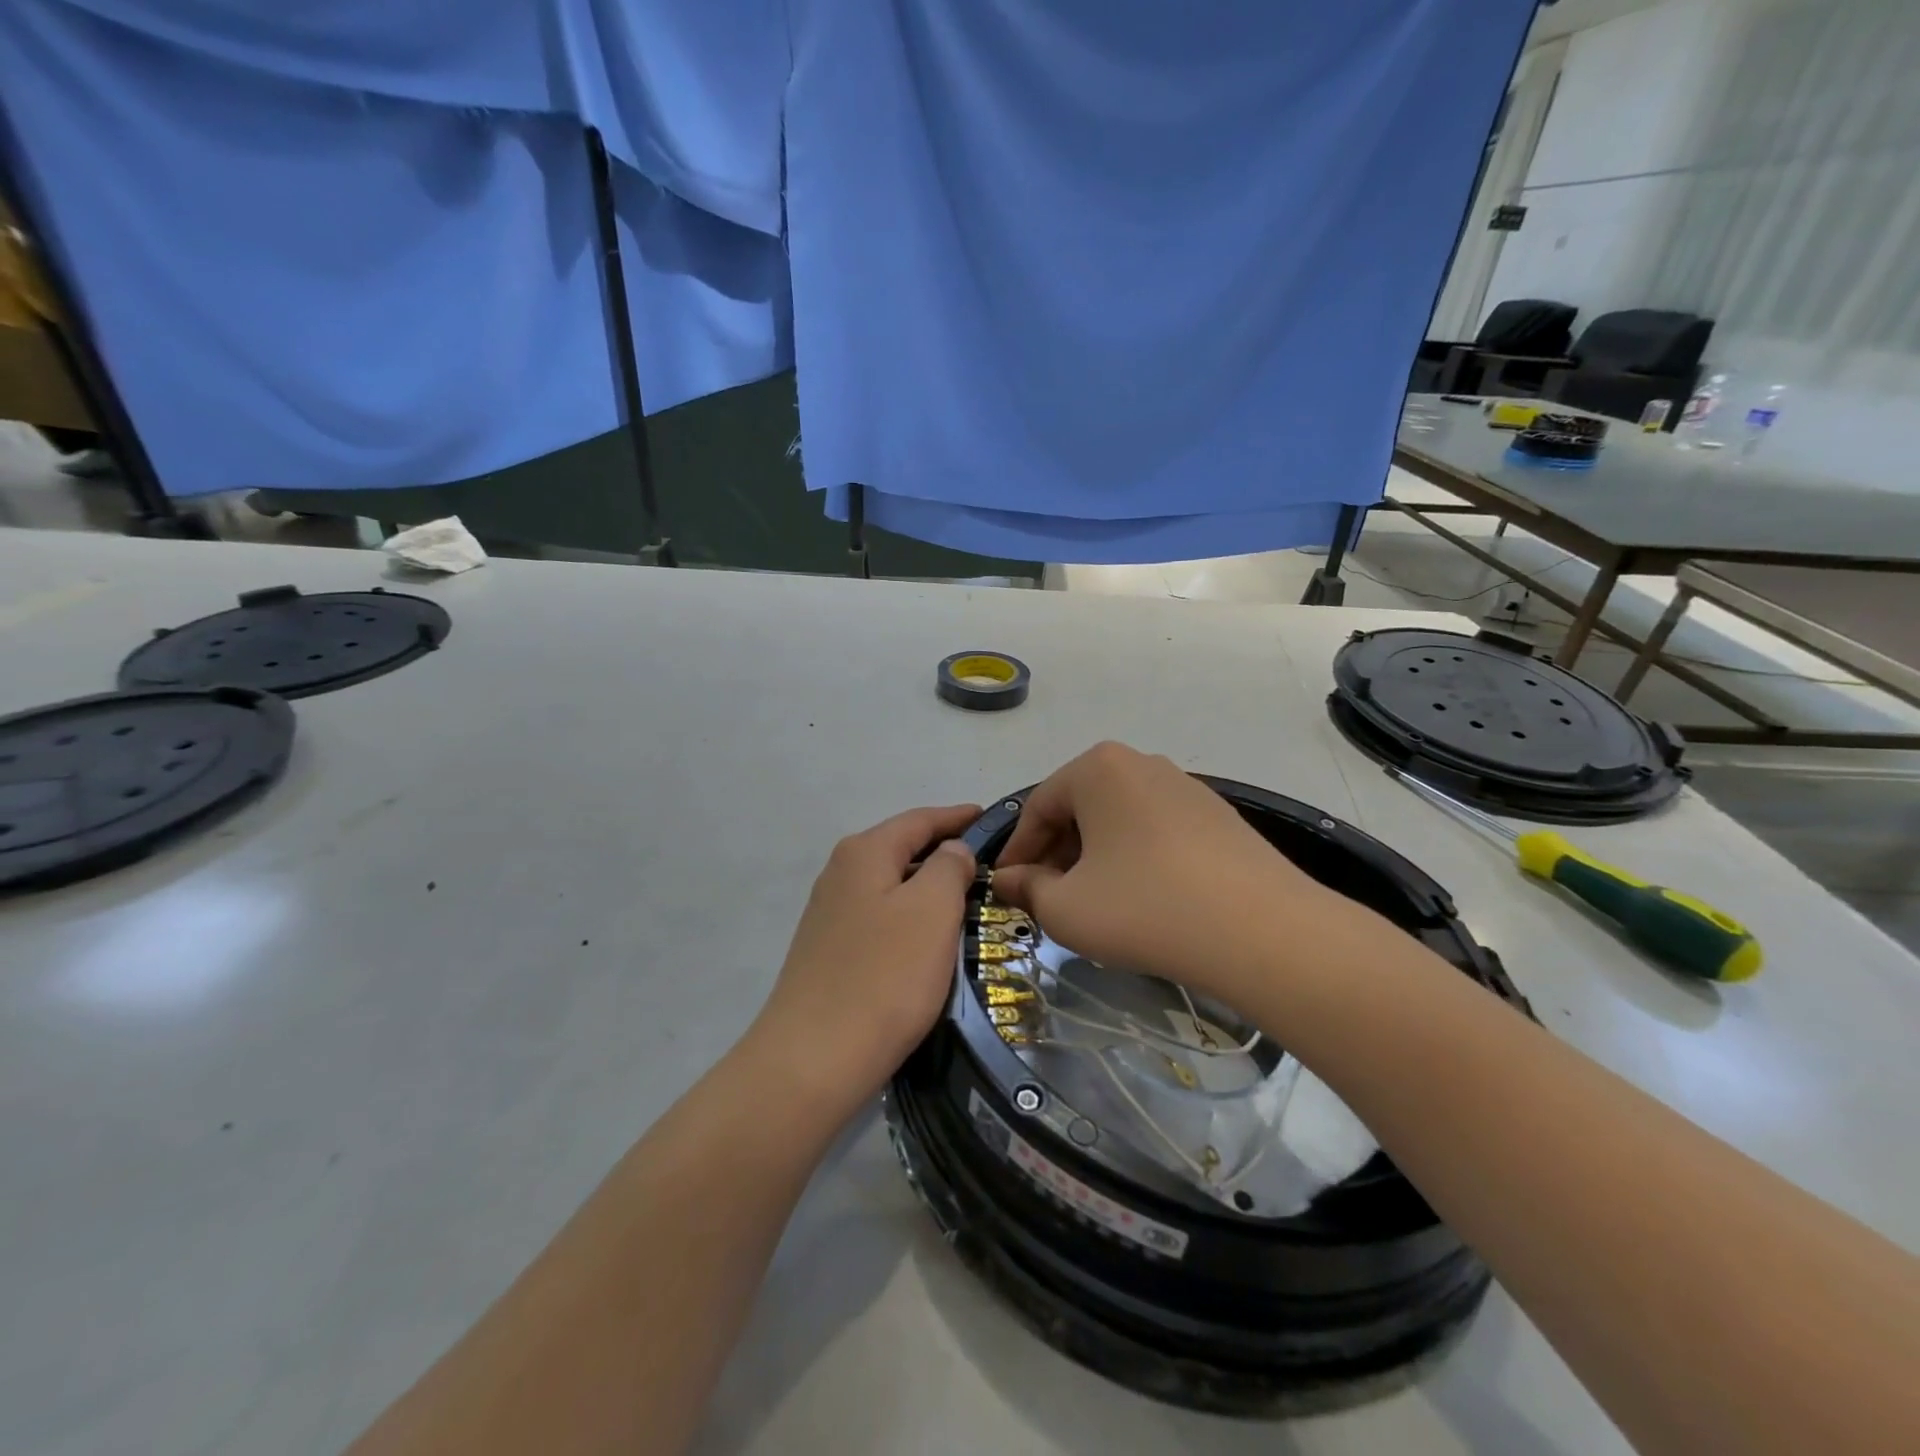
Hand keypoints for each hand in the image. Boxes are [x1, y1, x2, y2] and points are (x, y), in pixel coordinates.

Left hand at [751, 804, 979, 1118]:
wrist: (813, 1059)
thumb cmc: (884, 976)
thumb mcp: (931, 910)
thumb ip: (948, 867)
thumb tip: (951, 851)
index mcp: (864, 852)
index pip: (919, 819)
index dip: (957, 817)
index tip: (991, 820)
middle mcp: (840, 873)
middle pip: (902, 849)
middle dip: (944, 852)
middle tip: (989, 866)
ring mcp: (830, 914)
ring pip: (891, 886)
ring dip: (927, 888)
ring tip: (968, 901)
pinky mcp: (829, 951)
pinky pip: (880, 918)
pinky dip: (909, 918)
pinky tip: (928, 940)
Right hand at [994, 743, 1334, 999]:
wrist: (1263, 932)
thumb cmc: (1145, 909)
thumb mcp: (1067, 908)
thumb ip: (1027, 889)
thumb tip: (1009, 880)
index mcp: (1096, 768)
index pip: (1038, 808)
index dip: (1017, 852)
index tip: (1005, 888)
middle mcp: (1141, 763)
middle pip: (1080, 808)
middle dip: (1057, 854)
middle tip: (1047, 898)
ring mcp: (1185, 786)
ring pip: (1119, 819)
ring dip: (1095, 857)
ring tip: (1094, 902)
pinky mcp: (1218, 815)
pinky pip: (1156, 830)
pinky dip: (1136, 858)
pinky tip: (1143, 898)